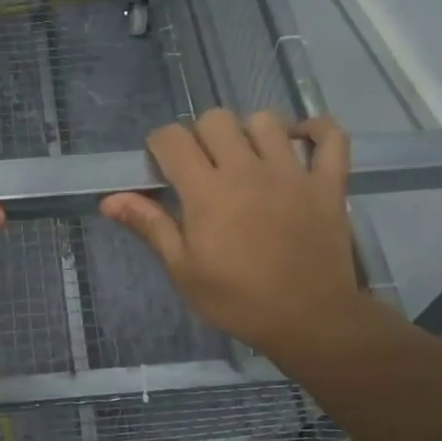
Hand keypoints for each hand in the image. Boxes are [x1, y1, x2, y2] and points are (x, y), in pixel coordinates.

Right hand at [101, 110, 384, 369]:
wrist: (309, 321)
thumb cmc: (237, 300)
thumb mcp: (183, 270)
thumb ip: (150, 226)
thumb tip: (109, 199)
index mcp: (206, 191)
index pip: (172, 139)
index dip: (159, 144)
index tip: (160, 164)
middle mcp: (247, 169)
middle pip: (216, 119)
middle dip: (200, 135)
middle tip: (201, 166)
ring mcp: (292, 172)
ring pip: (266, 121)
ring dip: (249, 132)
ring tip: (246, 159)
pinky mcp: (328, 182)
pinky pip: (331, 136)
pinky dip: (318, 130)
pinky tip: (300, 141)